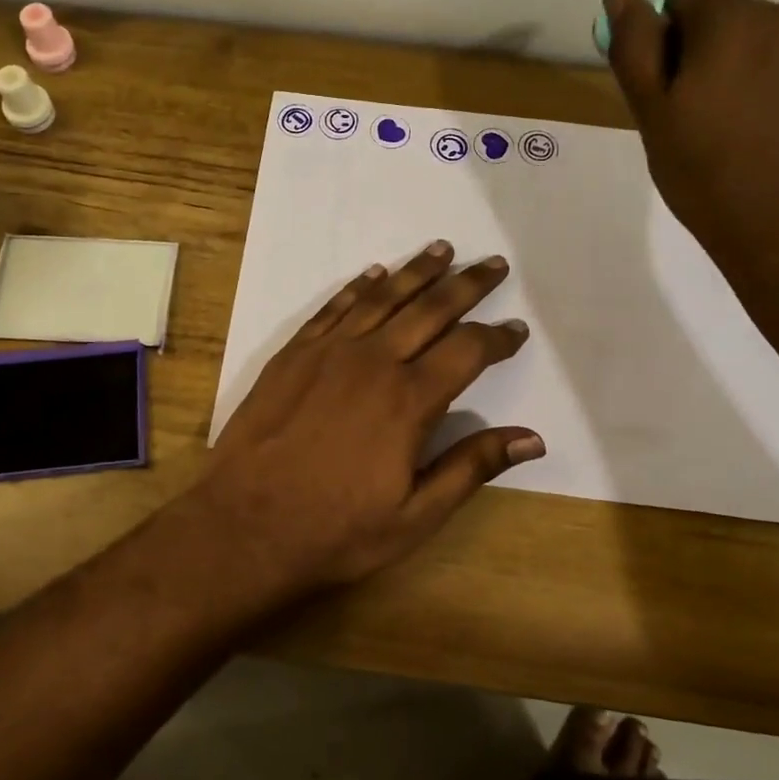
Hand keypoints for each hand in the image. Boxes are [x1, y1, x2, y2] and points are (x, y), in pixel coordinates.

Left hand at [187, 241, 541, 600]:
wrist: (245, 525)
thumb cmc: (336, 530)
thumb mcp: (415, 516)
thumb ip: (472, 467)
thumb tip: (533, 439)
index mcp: (409, 400)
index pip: (468, 350)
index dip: (498, 337)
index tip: (517, 328)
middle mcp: (373, 361)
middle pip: (430, 308)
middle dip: (467, 284)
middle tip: (494, 263)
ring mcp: (328, 352)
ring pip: (382, 297)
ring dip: (416, 271)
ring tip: (442, 249)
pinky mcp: (294, 353)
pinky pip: (333, 307)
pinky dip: (358, 286)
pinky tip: (374, 273)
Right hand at [603, 0, 778, 300]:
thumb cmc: (710, 178)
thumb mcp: (653, 115)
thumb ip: (635, 46)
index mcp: (734, 18)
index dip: (668, 38)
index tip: (670, 91)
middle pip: (733, 15)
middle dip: (711, 53)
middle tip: (702, 120)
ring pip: (773, 41)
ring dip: (752, 69)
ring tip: (746, 133)